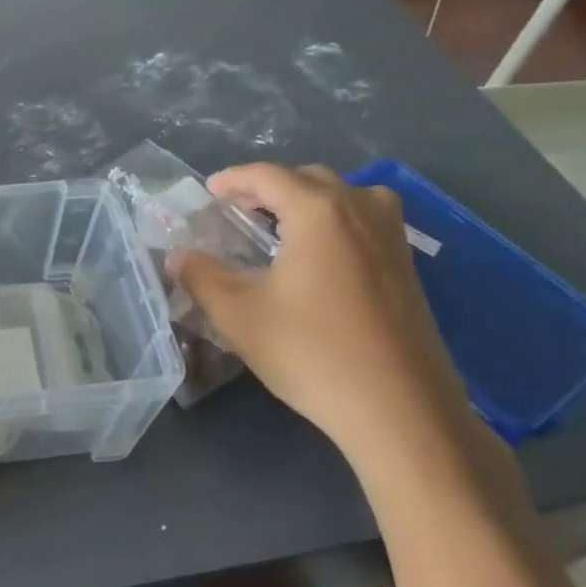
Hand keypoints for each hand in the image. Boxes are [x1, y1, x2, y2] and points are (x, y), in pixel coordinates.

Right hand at [171, 163, 484, 475]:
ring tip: (279, 228)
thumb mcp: (239, 315)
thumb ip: (201, 276)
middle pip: (308, 179)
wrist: (401, 411)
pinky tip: (318, 259)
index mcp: (319, 212)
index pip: (268, 176)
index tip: (208, 192)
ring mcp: (392, 238)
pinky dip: (334, 222)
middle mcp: (361, 210)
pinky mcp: (408, 268)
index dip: (233, 179)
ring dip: (307, 201)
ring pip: (344, 196)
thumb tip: (177, 255)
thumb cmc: (312, 353)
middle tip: (238, 211)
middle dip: (269, 188)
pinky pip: (365, 221)